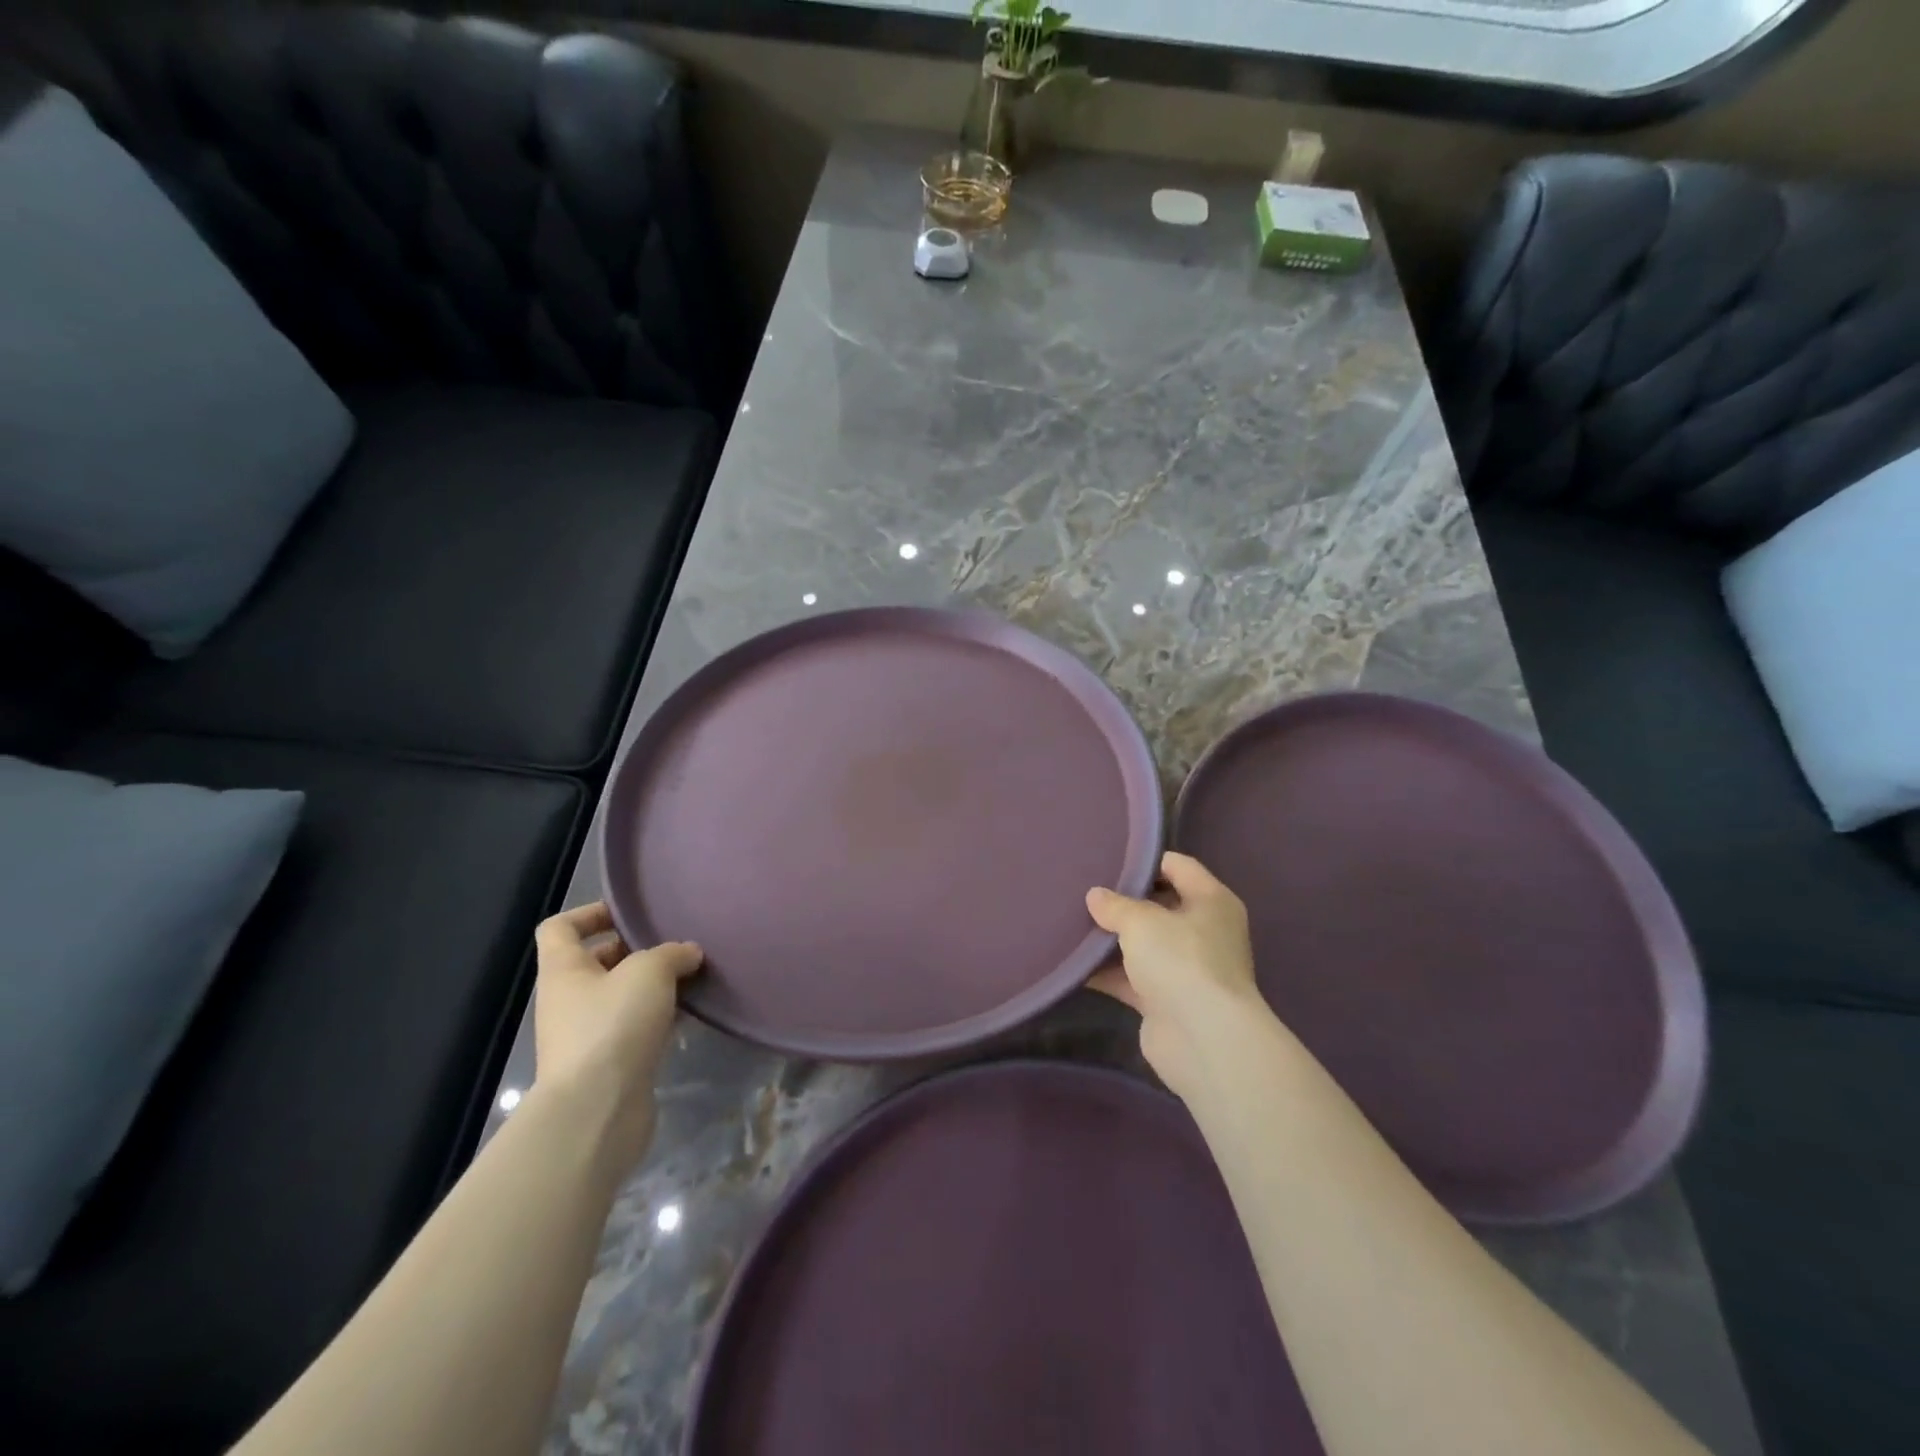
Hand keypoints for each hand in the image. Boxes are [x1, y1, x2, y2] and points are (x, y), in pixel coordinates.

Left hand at [532, 902, 701, 1168]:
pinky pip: (635, 1028)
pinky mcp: (609, 1065)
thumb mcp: (649, 972)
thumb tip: (688, 953)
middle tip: (675, 945)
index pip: (560, 928)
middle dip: (635, 951)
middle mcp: (568, 1000)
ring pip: (620, 997)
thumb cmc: (613, 1025)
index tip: (631, 914)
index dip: (591, 913)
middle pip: (596, 962)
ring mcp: (586, 1035)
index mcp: (564, 971)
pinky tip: (689, 1017)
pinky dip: (660, 1019)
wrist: (597, 1111)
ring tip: (691, 978)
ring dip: (652, 987)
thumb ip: (671, 954)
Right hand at [1087, 852, 1264, 1098]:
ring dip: (1112, 939)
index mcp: (1212, 901)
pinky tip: (1073, 964)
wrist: (1203, 1039)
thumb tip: (1095, 896)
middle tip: (1084, 890)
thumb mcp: (1141, 921)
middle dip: (1123, 901)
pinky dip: (1107, 972)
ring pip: (1143, 944)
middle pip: (1159, 905)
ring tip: (1072, 922)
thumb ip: (1115, 905)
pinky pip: (1131, 978)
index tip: (1108, 858)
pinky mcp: (1167, 1000)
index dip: (1145, 860)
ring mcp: (1186, 968)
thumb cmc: (1181, 961)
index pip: (1178, 866)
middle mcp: (1204, 931)